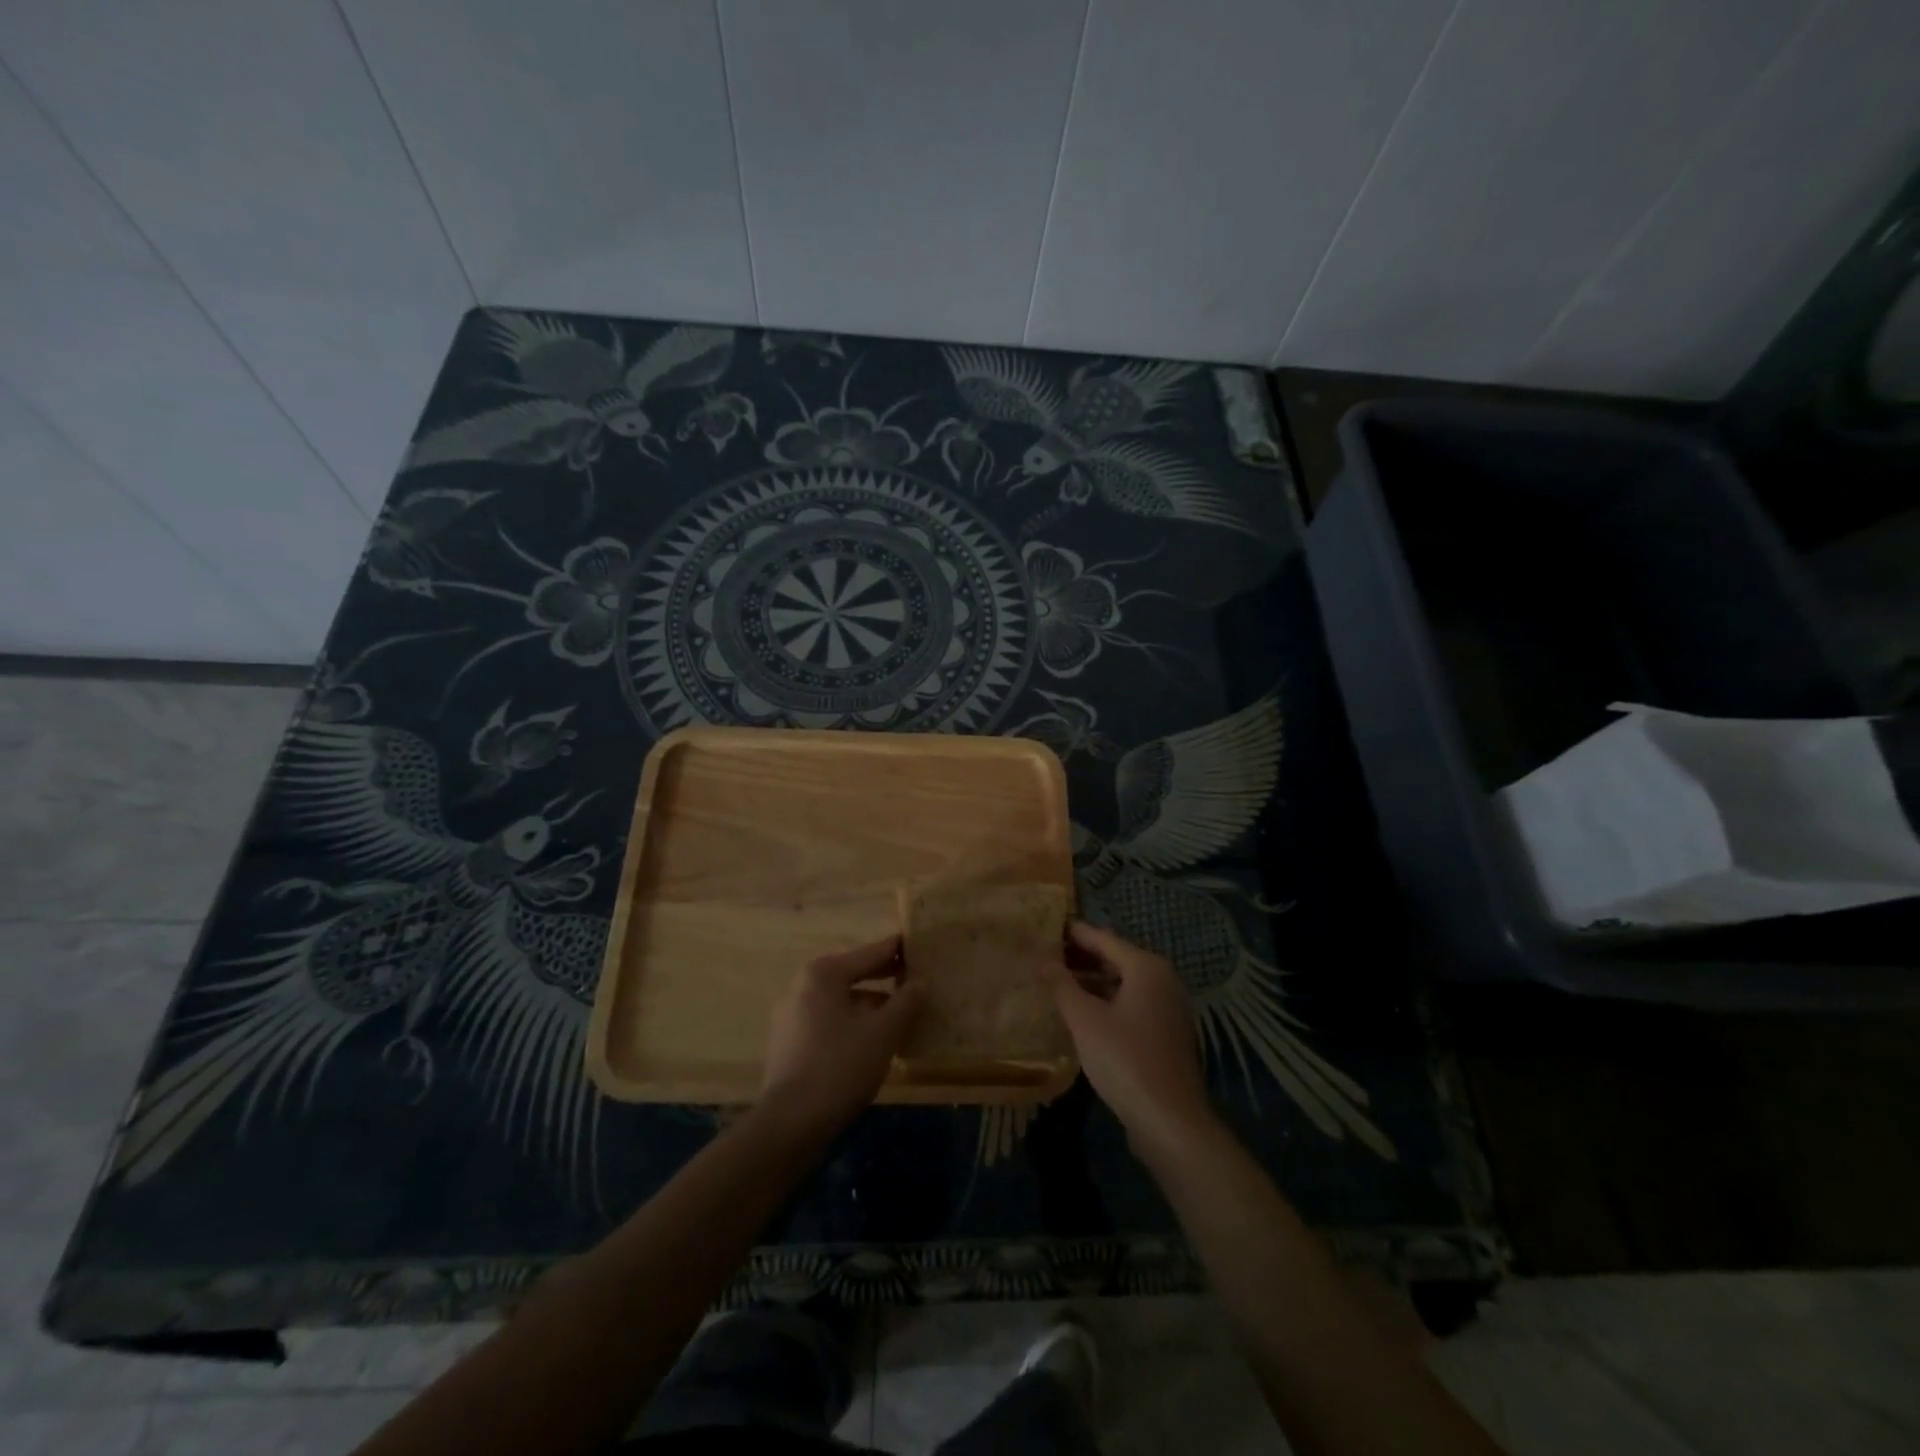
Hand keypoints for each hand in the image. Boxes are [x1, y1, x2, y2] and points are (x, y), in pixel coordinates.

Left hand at [760, 936, 923, 1135]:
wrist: (790, 1124)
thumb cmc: (841, 1066)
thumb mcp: (883, 1032)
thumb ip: (906, 1002)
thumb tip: (922, 981)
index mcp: (824, 974)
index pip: (870, 953)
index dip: (898, 951)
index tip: (920, 946)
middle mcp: (802, 987)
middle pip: (853, 975)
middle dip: (885, 981)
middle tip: (917, 981)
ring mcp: (791, 1016)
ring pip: (842, 1002)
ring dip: (871, 1007)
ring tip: (900, 1018)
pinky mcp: (788, 1044)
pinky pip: (829, 1023)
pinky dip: (852, 1025)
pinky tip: (873, 1043)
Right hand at [1045, 922, 1212, 1151]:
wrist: (1170, 1120)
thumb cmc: (1125, 1060)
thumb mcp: (1085, 1020)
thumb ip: (1062, 985)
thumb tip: (1042, 959)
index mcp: (1146, 967)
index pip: (1103, 939)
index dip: (1073, 934)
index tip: (1046, 929)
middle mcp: (1163, 979)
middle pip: (1116, 958)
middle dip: (1081, 958)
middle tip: (1046, 956)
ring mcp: (1168, 1006)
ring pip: (1123, 983)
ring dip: (1092, 981)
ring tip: (1057, 983)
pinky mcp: (1167, 1032)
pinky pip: (1132, 1003)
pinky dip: (1107, 1000)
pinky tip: (1082, 1012)